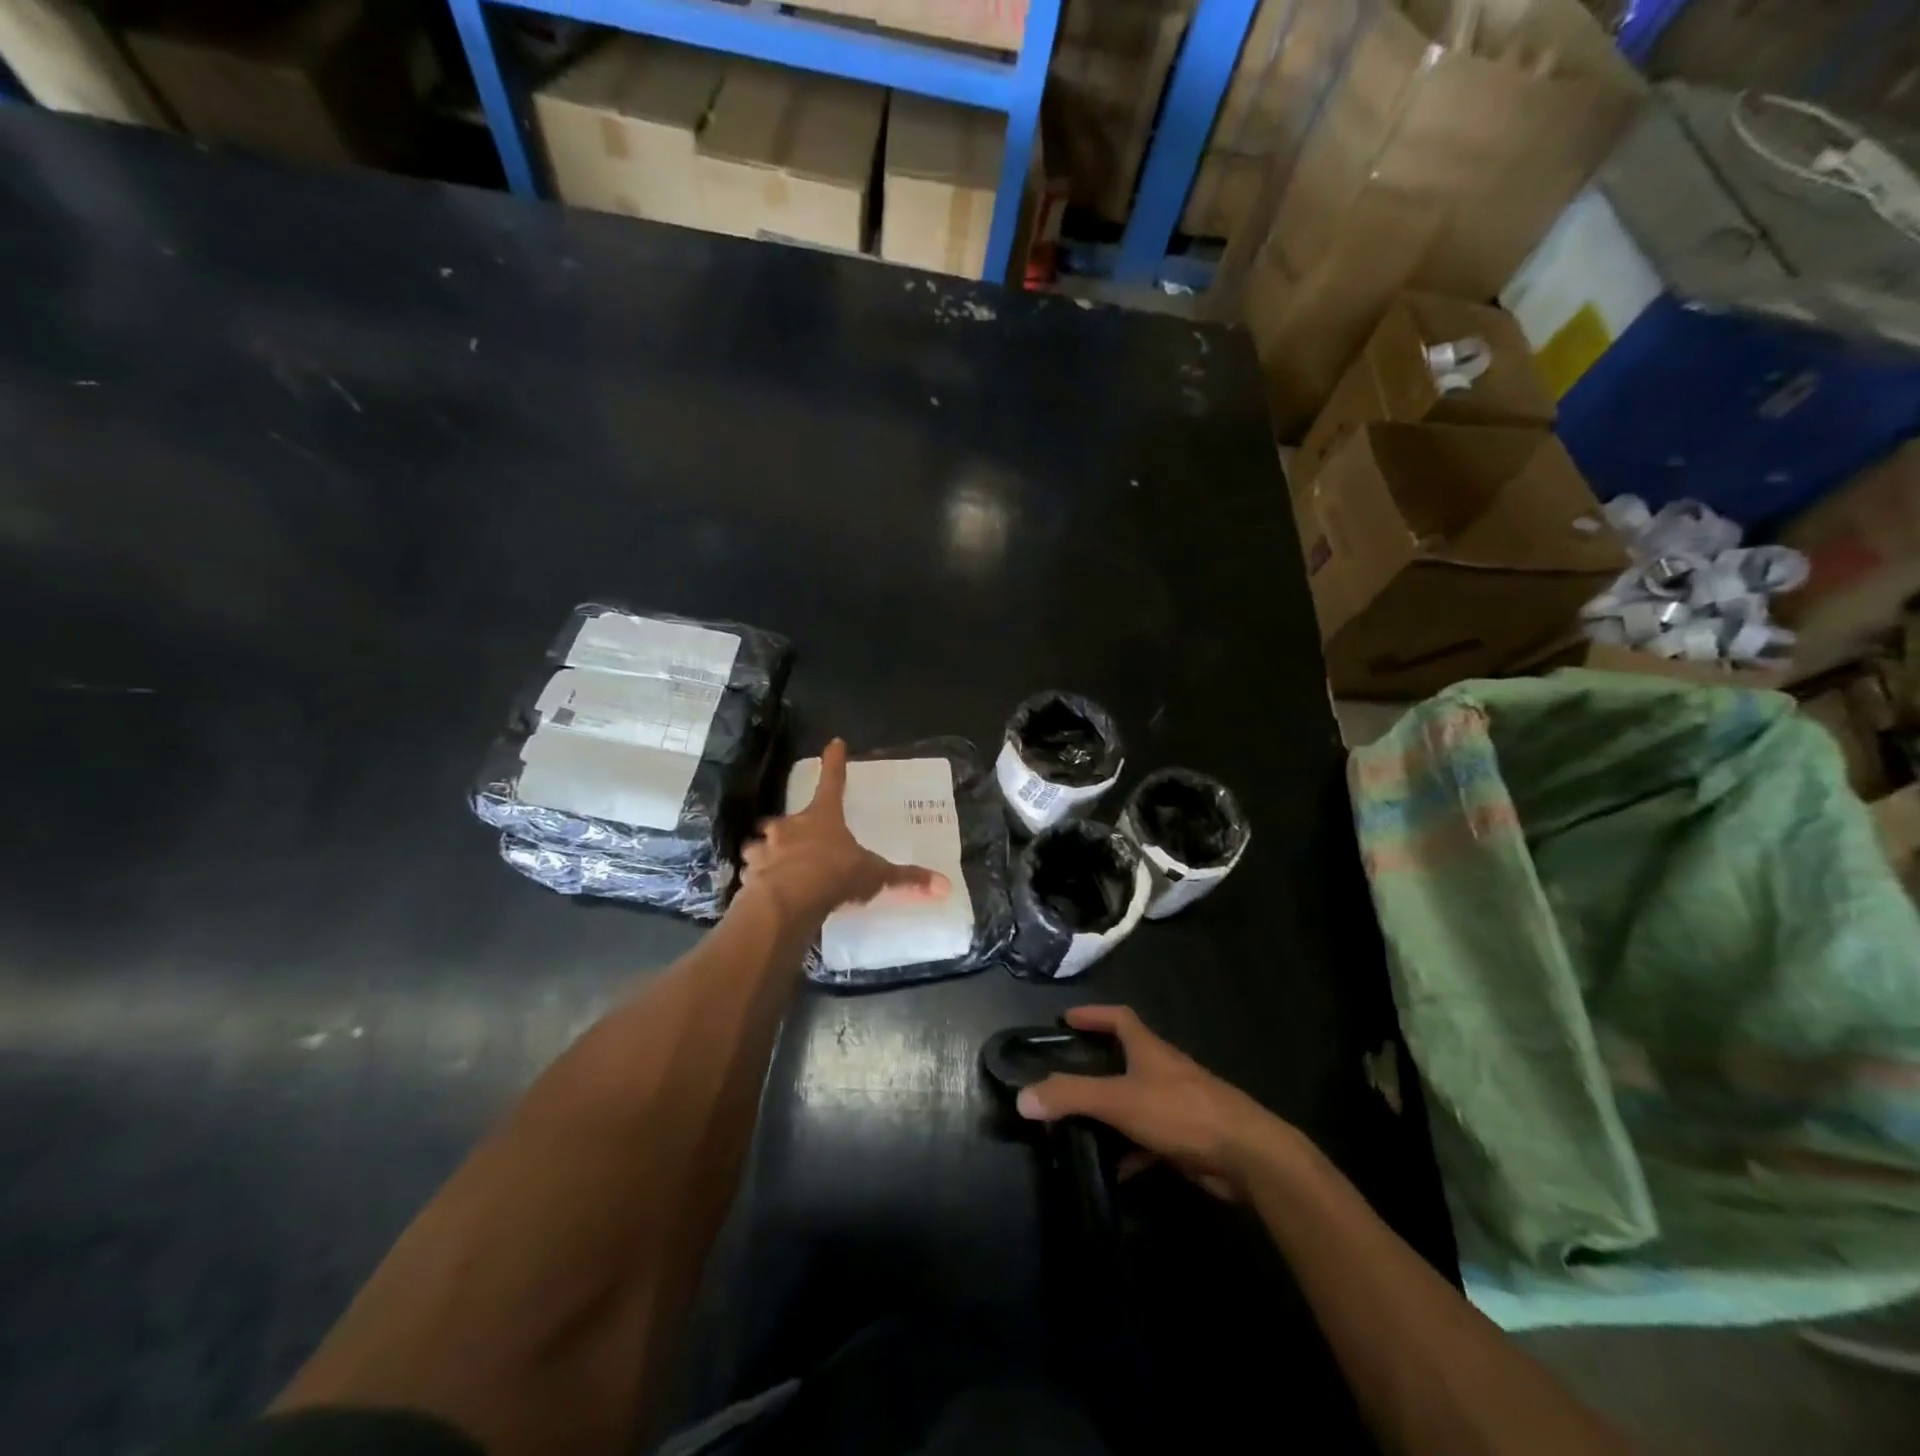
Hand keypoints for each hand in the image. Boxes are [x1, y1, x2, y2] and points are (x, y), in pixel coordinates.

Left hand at [740, 738, 950, 925]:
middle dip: (790, 828)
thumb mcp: (873, 876)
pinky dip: (757, 879)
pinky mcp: (749, 872)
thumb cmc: (834, 875)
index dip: (835, 762)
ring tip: (777, 870)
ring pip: (762, 844)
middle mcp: (790, 826)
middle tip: (798, 842)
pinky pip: (752, 872)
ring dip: (767, 853)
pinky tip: (764, 892)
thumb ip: (904, 879)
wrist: (788, 901)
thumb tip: (944, 885)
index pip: (833, 781)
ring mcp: (766, 848)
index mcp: (823, 817)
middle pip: (788, 819)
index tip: (834, 743)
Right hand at [1016, 1006, 1293, 1200]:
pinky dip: (1131, 1150)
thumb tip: (1023, 1097)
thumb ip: (1071, 1096)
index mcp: (1149, 1049)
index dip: (1092, 1014)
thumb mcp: (1119, 1100)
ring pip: (1136, 1101)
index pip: (1119, 1017)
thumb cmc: (1181, 1112)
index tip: (1066, 1019)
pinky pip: (1150, 1139)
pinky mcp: (1188, 1138)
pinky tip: (1114, 1170)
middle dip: (1097, 1065)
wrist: (1247, 1155)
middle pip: (1127, 1058)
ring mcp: (1179, 1105)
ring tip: (1079, 1125)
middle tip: (1064, 1076)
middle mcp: (1164, 1070)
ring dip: (1111, 1111)